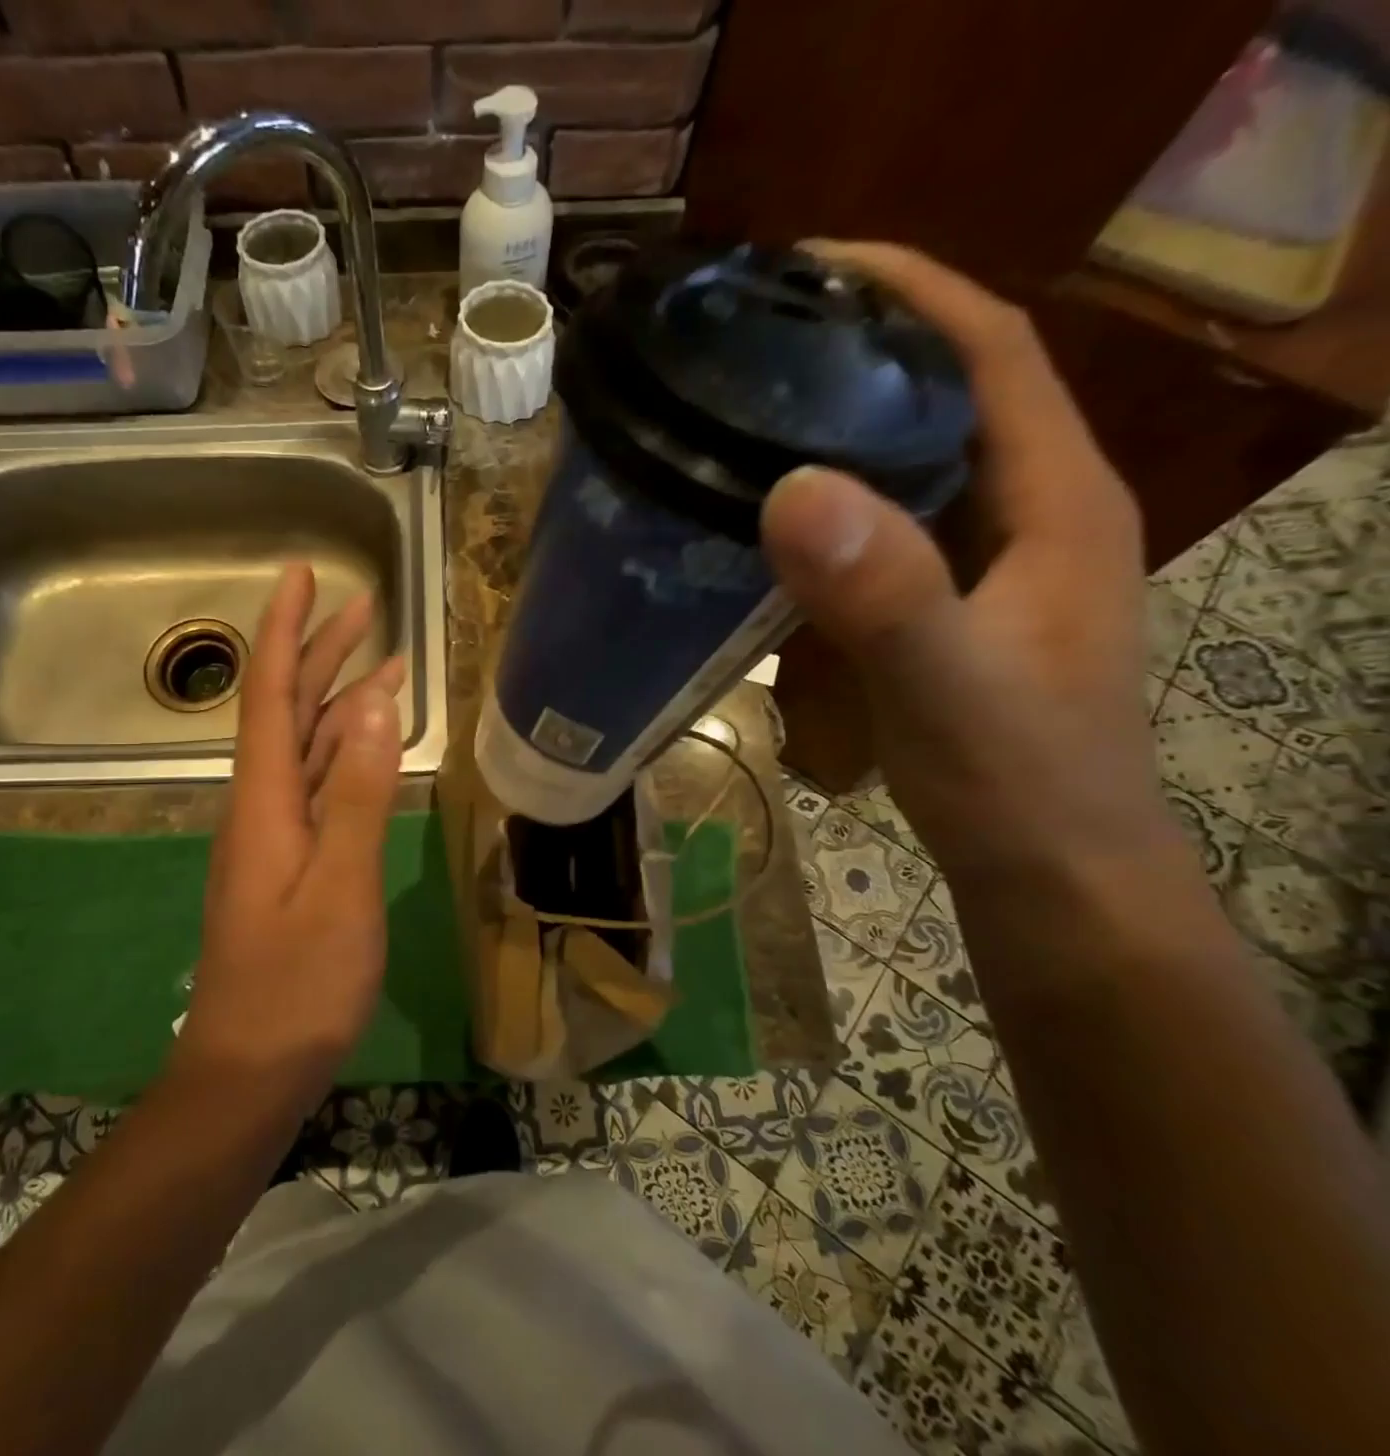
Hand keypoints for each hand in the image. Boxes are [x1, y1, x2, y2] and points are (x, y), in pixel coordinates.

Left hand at [173, 565, 404, 1106]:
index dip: (287, 630)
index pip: (272, 693)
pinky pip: (322, 789)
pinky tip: (372, 748)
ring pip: (309, 749)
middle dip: (323, 653)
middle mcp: (264, 806)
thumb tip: (378, 704)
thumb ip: (360, 793)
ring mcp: (278, 837)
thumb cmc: (298, 983)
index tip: (302, 574)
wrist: (252, 1070)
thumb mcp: (341, 885)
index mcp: (266, 800)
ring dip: (342, 702)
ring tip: (386, 666)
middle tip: (367, 607)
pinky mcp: (293, 865)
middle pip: (290, 711)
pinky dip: (349, 755)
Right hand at [759, 243, 1176, 880]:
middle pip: (947, 391)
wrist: (1048, 872)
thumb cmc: (1015, 782)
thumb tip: (791, 490)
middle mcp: (1028, 511)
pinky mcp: (949, 604)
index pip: (990, 348)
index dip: (909, 288)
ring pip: (913, 460)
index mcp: (1053, 499)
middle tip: (754, 343)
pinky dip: (830, 505)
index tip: (808, 264)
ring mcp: (987, 560)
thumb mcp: (948, 687)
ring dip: (839, 426)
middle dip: (858, 348)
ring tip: (747, 415)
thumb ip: (885, 594)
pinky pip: (887, 526)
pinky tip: (767, 522)